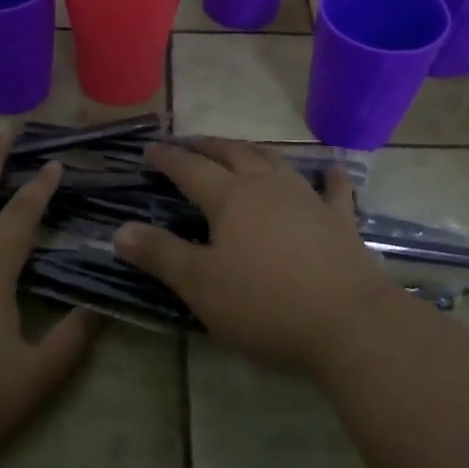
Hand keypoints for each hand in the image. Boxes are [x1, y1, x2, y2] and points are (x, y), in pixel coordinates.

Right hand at [114, 138, 399, 375]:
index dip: (168, 158)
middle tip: (190, 144)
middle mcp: (268, 187)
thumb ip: (160, 254)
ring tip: (240, 150)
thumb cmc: (264, 304)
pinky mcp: (340, 221)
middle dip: (207, 146)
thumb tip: (120, 230)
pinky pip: (333, 190)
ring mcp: (308, 200)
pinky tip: (329, 170)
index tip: (150, 149)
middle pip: (233, 154)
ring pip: (276, 163)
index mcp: (230, 198)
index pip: (190, 169)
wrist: (348, 323)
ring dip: (253, 152)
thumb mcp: (200, 285)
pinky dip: (327, 177)